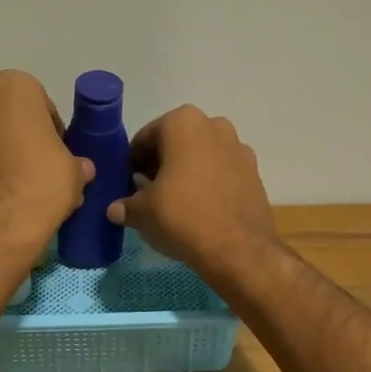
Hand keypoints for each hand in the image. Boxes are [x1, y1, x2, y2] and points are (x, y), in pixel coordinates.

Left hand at [0, 71, 92, 270]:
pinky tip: (1, 195)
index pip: (42, 104)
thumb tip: (79, 168)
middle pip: (10, 115)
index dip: (53, 130)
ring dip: (3, 151)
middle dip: (24, 136)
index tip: (58, 153)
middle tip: (41, 167)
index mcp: (13, 86)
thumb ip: (76, 162)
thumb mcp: (74, 170)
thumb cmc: (40, 183)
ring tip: (21, 185)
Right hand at [108, 106, 277, 275]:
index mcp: (183, 122)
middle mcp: (214, 125)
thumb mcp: (142, 212)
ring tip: (175, 203)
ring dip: (186, 173)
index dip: (133, 163)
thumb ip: (126, 205)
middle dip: (161, 165)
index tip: (129, 185)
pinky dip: (209, 183)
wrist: (238, 249)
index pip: (145, 139)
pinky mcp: (255, 172)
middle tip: (149, 194)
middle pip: (175, 144)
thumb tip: (115, 209)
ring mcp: (239, 148)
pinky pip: (222, 172)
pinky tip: (200, 209)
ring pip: (201, 156)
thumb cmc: (182, 216)